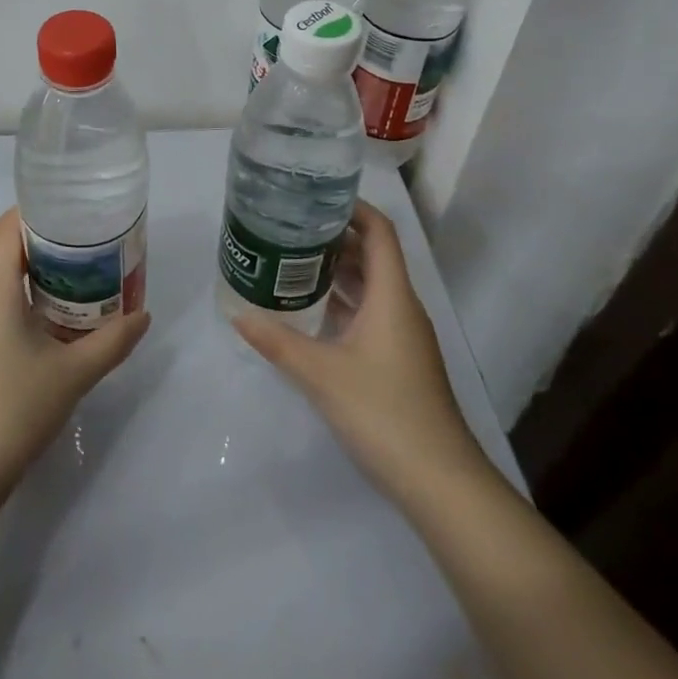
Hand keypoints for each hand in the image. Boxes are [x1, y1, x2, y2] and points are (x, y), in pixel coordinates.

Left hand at [0, 209, 149, 500]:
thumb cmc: (14, 406)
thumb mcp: (74, 372)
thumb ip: (113, 340)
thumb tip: (144, 315)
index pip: (7, 227)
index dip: (37, 210)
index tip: (75, 209)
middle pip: (8, 251)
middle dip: (50, 242)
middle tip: (94, 242)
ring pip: (6, 283)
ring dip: (42, 275)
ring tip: (87, 276)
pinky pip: (3, 308)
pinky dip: (32, 302)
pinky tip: (63, 322)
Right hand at [234, 203, 493, 505]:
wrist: (439, 480)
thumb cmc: (384, 413)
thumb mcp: (322, 374)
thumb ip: (278, 342)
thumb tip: (238, 315)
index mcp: (392, 296)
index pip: (379, 232)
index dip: (353, 208)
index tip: (315, 197)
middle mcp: (401, 307)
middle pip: (373, 255)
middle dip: (335, 237)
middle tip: (290, 227)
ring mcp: (403, 335)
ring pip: (371, 286)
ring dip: (339, 270)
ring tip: (294, 260)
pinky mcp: (398, 359)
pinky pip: (370, 313)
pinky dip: (344, 302)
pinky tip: (312, 311)